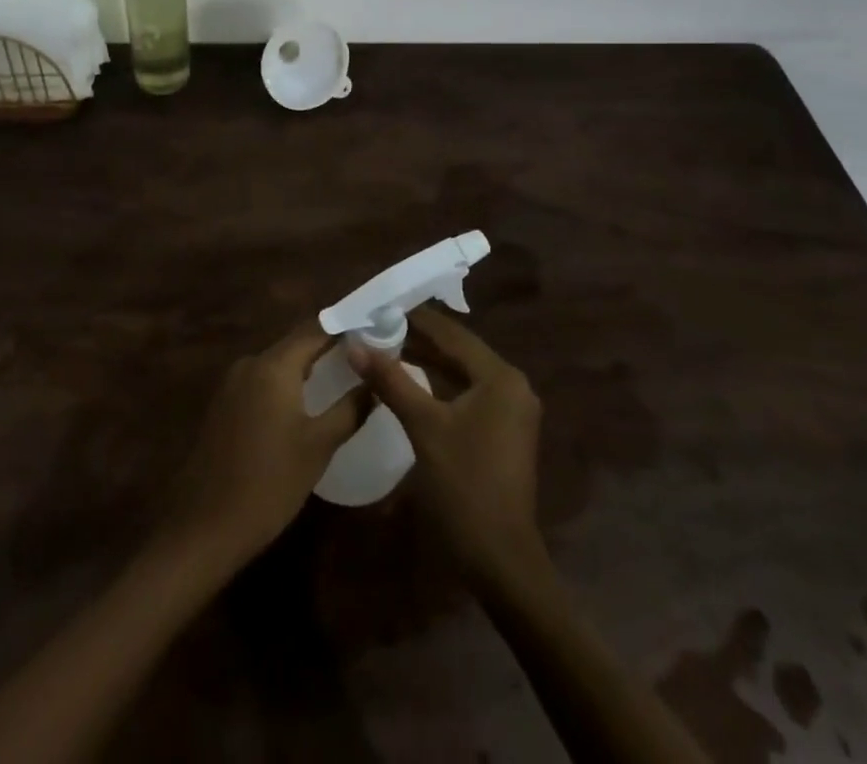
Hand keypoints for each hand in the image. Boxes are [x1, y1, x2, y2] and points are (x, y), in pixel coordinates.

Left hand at [158, 324, 370, 568]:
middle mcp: (250, 363)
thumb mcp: (319, 446)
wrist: (205, 526)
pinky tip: (306, 402)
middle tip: (363, 355)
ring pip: (279, 363)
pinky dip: (287, 383)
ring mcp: (233, 383)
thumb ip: (350, 408)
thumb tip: (375, 382)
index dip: (344, 327)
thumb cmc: (270, 483)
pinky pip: (263, 381)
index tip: (372, 330)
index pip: (315, 329)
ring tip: (342, 375)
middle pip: (296, 343)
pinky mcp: (224, 404)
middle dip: (328, 346)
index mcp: (273, 365)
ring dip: (307, 366)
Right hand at [352, 307, 545, 589]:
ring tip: (385, 345)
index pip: (452, 334)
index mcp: (500, 377)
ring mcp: (509, 410)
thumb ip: (390, 380)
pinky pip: (466, 394)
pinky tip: (408, 380)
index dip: (415, 319)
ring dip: (426, 361)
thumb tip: (355, 344)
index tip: (380, 306)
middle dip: (418, 338)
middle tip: (376, 325)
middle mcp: (511, 386)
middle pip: (458, 351)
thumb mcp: (423, 426)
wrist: (500, 560)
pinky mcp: (501, 431)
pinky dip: (438, 384)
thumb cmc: (464, 486)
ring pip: (461, 373)